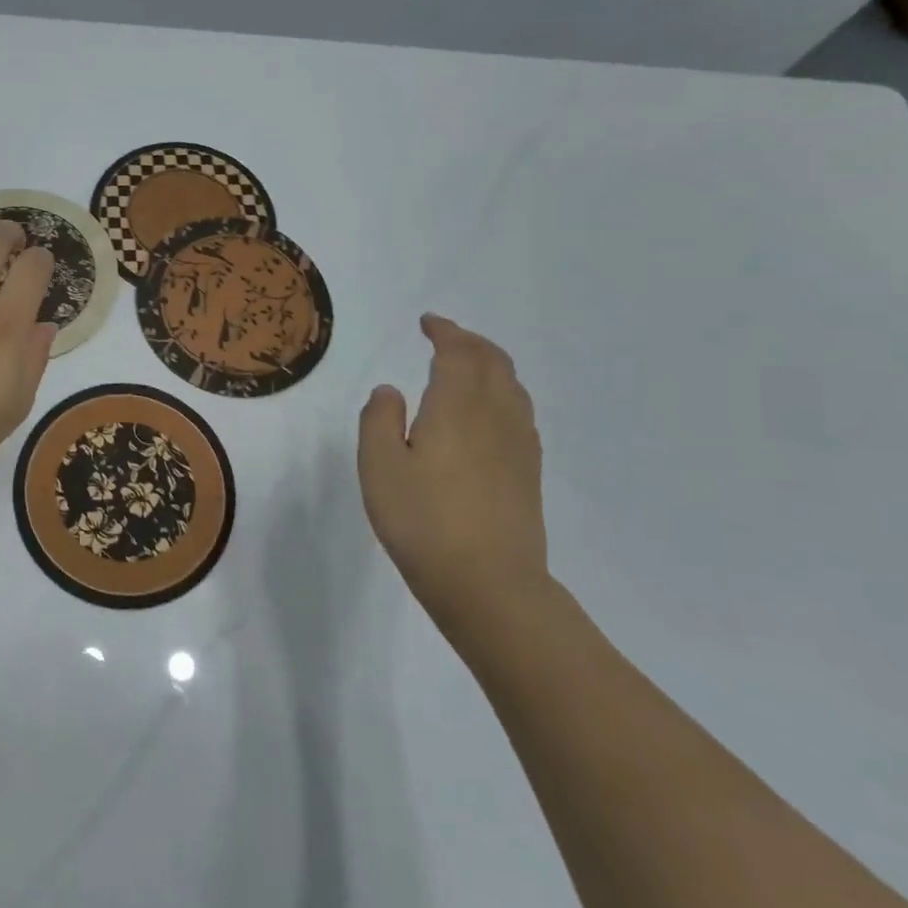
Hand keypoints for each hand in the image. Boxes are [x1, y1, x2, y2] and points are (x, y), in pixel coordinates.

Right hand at [358, 314, 550, 628]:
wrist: (489, 584)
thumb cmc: (422, 521)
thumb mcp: (379, 467)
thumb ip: (379, 420)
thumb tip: (390, 390)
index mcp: (457, 407)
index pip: (458, 353)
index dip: (444, 331)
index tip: (428, 323)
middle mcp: (496, 416)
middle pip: (494, 362)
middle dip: (471, 342)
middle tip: (446, 336)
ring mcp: (519, 445)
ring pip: (513, 386)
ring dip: (491, 365)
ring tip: (468, 367)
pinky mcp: (529, 471)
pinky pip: (520, 412)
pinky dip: (503, 393)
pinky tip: (488, 413)